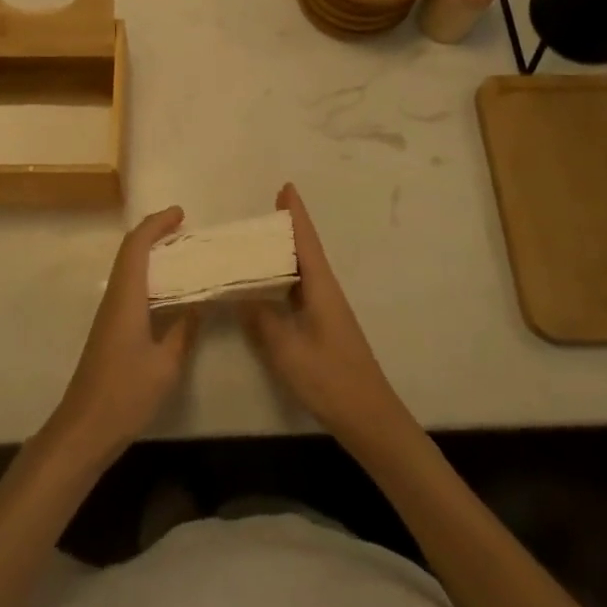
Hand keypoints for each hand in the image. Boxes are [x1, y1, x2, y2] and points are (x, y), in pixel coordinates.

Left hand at [48, 208, 198, 465]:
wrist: (84, 429)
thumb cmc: (125, 394)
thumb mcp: (166, 365)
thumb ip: (184, 330)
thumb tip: (200, 303)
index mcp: (126, 297)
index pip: (136, 246)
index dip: (156, 224)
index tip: (181, 214)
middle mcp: (115, 298)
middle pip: (130, 252)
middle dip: (155, 234)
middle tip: (186, 230)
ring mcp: (110, 315)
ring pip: (129, 270)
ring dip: (152, 255)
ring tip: (184, 255)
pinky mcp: (111, 330)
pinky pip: (131, 288)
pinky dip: (150, 278)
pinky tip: (169, 293)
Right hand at [238, 185, 408, 444]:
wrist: (368, 418)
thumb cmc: (330, 379)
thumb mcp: (287, 349)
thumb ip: (260, 319)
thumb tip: (237, 292)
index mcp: (321, 288)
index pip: (306, 241)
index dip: (296, 215)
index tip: (285, 187)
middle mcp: (325, 292)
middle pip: (304, 251)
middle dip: (285, 230)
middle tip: (258, 215)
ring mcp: (326, 311)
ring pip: (301, 273)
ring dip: (281, 256)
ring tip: (254, 245)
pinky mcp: (322, 329)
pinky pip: (298, 292)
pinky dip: (281, 281)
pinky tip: (265, 289)